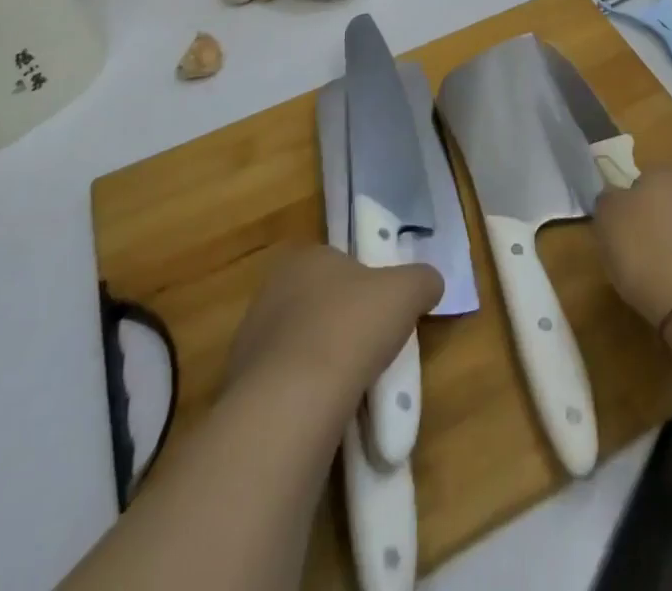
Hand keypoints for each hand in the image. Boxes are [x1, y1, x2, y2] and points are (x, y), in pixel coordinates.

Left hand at [226, 245, 441, 403]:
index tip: (384, 314)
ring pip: (301, 347)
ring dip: (323, 364)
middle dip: (343, 326)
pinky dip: (304, 397)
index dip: (366, 287)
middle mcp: (272, 289)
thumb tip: (430, 283)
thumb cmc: (351, 327)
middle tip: (373, 353)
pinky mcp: (242, 387)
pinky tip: (325, 415)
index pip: (339, 264)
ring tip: (352, 391)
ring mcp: (251, 339)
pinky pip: (284, 386)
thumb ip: (422, 280)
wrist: (292, 400)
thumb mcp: (406, 292)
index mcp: (305, 257)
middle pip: (320, 305)